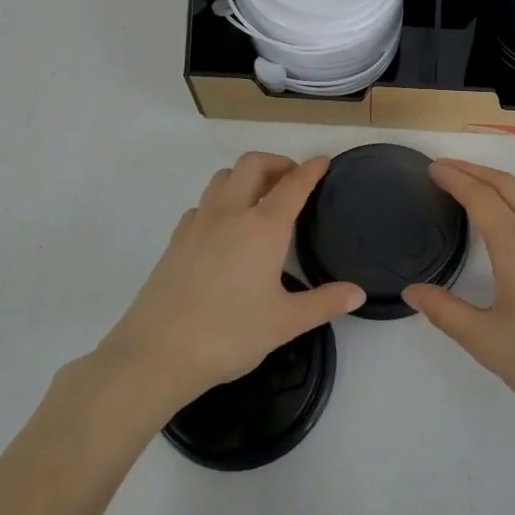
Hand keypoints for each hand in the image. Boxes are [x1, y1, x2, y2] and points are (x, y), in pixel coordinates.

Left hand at [99, 153, 363, 410]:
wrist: (156, 353)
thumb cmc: (229, 334)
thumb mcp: (285, 323)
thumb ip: (324, 303)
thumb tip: (358, 293)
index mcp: (263, 227)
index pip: (293, 185)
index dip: (311, 170)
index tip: (323, 162)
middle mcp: (230, 213)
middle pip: (253, 165)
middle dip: (276, 162)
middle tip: (292, 179)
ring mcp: (198, 223)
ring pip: (223, 178)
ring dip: (245, 176)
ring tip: (259, 198)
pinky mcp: (176, 239)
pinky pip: (202, 204)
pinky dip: (220, 201)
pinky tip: (224, 228)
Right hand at [402, 160, 514, 444]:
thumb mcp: (487, 343)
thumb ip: (445, 312)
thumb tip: (414, 290)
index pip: (482, 198)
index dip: (456, 178)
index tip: (433, 168)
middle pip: (508, 186)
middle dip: (474, 170)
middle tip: (444, 168)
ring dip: (495, 185)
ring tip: (468, 188)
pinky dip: (514, 203)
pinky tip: (503, 222)